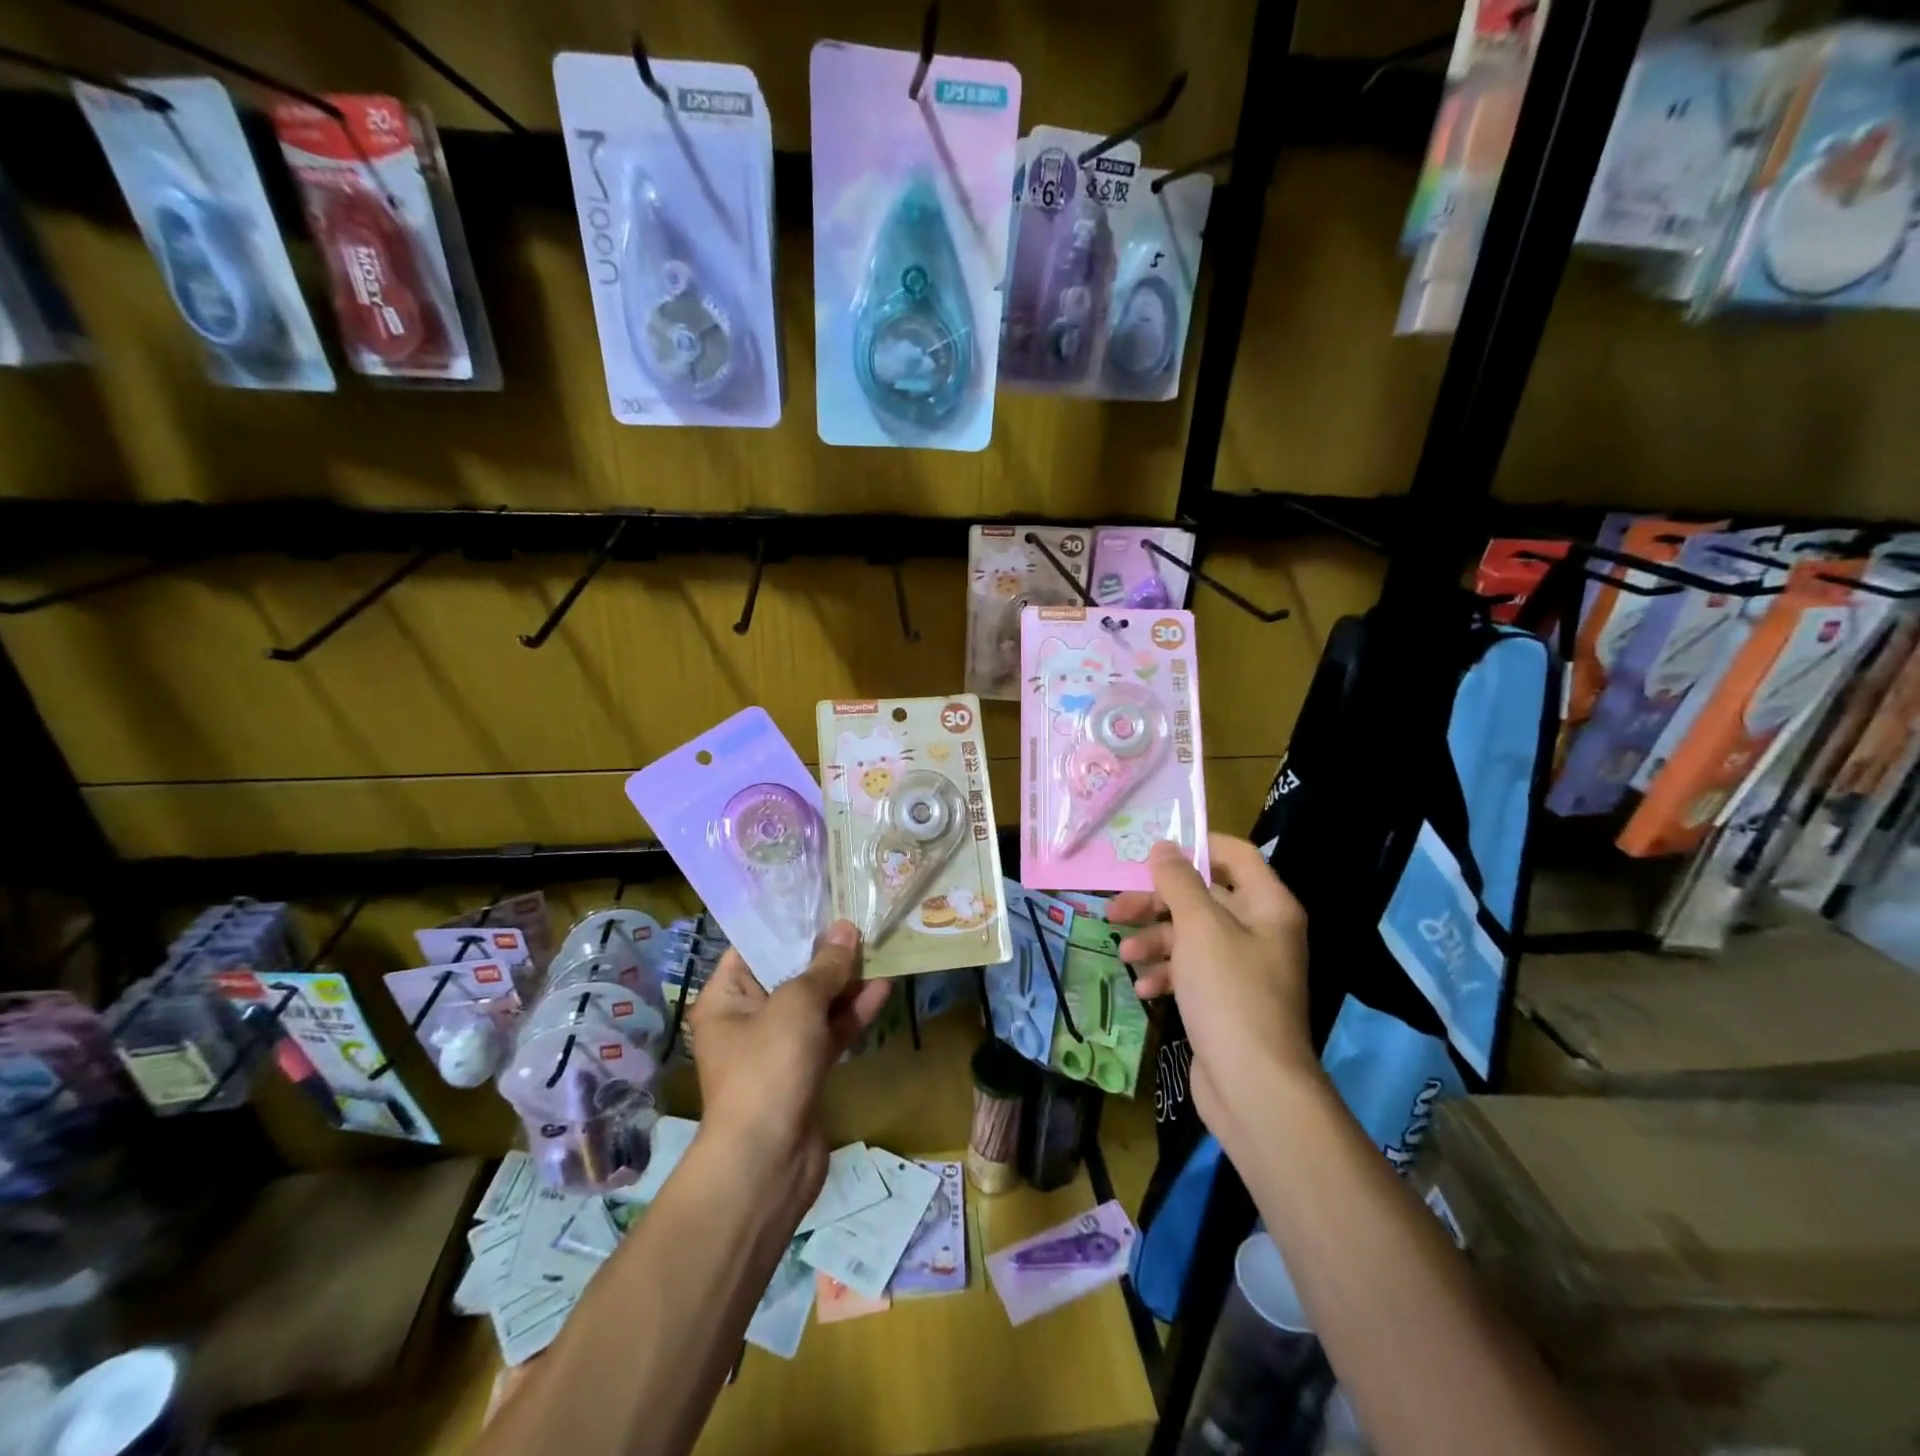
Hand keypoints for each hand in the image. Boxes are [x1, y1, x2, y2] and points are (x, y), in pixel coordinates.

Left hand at [688, 922, 891, 1208]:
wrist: (768, 1162)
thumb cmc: (768, 1068)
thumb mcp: (796, 1004)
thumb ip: (824, 966)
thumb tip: (845, 929)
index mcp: (726, 999)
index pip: (753, 949)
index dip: (788, 925)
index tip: (823, 901)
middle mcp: (747, 1019)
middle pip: (789, 974)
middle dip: (825, 952)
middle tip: (859, 920)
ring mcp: (778, 1048)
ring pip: (815, 1004)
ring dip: (845, 981)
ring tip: (879, 947)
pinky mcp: (805, 1071)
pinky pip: (829, 1032)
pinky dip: (852, 1013)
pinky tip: (883, 987)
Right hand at [1111, 836, 1318, 1155]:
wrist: (1253, 1086)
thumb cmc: (1229, 992)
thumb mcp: (1199, 927)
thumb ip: (1178, 882)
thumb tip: (1163, 846)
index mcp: (1267, 906)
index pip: (1234, 855)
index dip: (1196, 847)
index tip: (1152, 852)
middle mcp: (1259, 931)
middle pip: (1204, 897)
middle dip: (1158, 902)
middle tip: (1117, 907)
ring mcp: (1242, 968)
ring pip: (1191, 936)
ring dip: (1155, 940)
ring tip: (1124, 953)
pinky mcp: (1225, 1000)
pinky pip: (1191, 972)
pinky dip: (1166, 974)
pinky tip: (1143, 988)